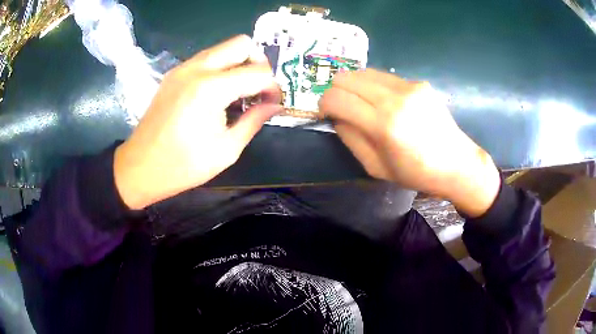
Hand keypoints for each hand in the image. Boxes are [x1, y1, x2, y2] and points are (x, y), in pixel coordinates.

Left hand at [114, 35, 281, 209]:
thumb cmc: (182, 166)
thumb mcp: (226, 150)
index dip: (273, 87)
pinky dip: (221, 68)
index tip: (273, 103)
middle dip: (257, 62)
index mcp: (211, 89)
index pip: (258, 72)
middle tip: (258, 88)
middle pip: (241, 44)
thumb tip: (274, 105)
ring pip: (223, 48)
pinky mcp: (174, 74)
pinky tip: (218, 93)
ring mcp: (182, 68)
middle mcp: (197, 69)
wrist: (140, 167)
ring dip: (238, 63)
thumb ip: (254, 121)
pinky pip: (206, 58)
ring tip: (239, 92)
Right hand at [319, 69, 499, 216]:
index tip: (326, 113)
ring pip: (364, 71)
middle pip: (346, 77)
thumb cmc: (415, 173)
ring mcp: (409, 86)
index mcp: (383, 124)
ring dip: (355, 85)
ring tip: (362, 103)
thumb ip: (350, 138)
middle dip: (336, 90)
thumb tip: (336, 116)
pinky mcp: (419, 83)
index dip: (323, 103)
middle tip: (341, 106)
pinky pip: (385, 77)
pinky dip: (375, 86)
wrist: (456, 163)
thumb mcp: (375, 167)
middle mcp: (395, 98)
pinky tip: (385, 102)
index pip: (337, 98)